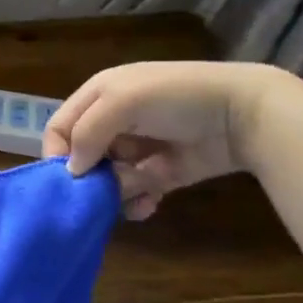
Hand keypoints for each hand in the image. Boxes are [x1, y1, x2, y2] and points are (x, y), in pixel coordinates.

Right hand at [41, 62, 282, 220]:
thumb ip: (87, 133)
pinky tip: (147, 206)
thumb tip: (72, 171)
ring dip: (114, 193)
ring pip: (107, 180)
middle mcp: (114, 122)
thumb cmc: (176, 98)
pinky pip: (134, 194)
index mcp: (99, 96)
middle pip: (82, 157)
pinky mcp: (161, 173)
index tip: (66, 178)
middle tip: (101, 190)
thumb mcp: (122, 102)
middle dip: (89, 177)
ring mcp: (139, 149)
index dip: (57, 152)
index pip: (60, 128)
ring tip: (136, 193)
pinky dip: (136, 204)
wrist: (245, 113)